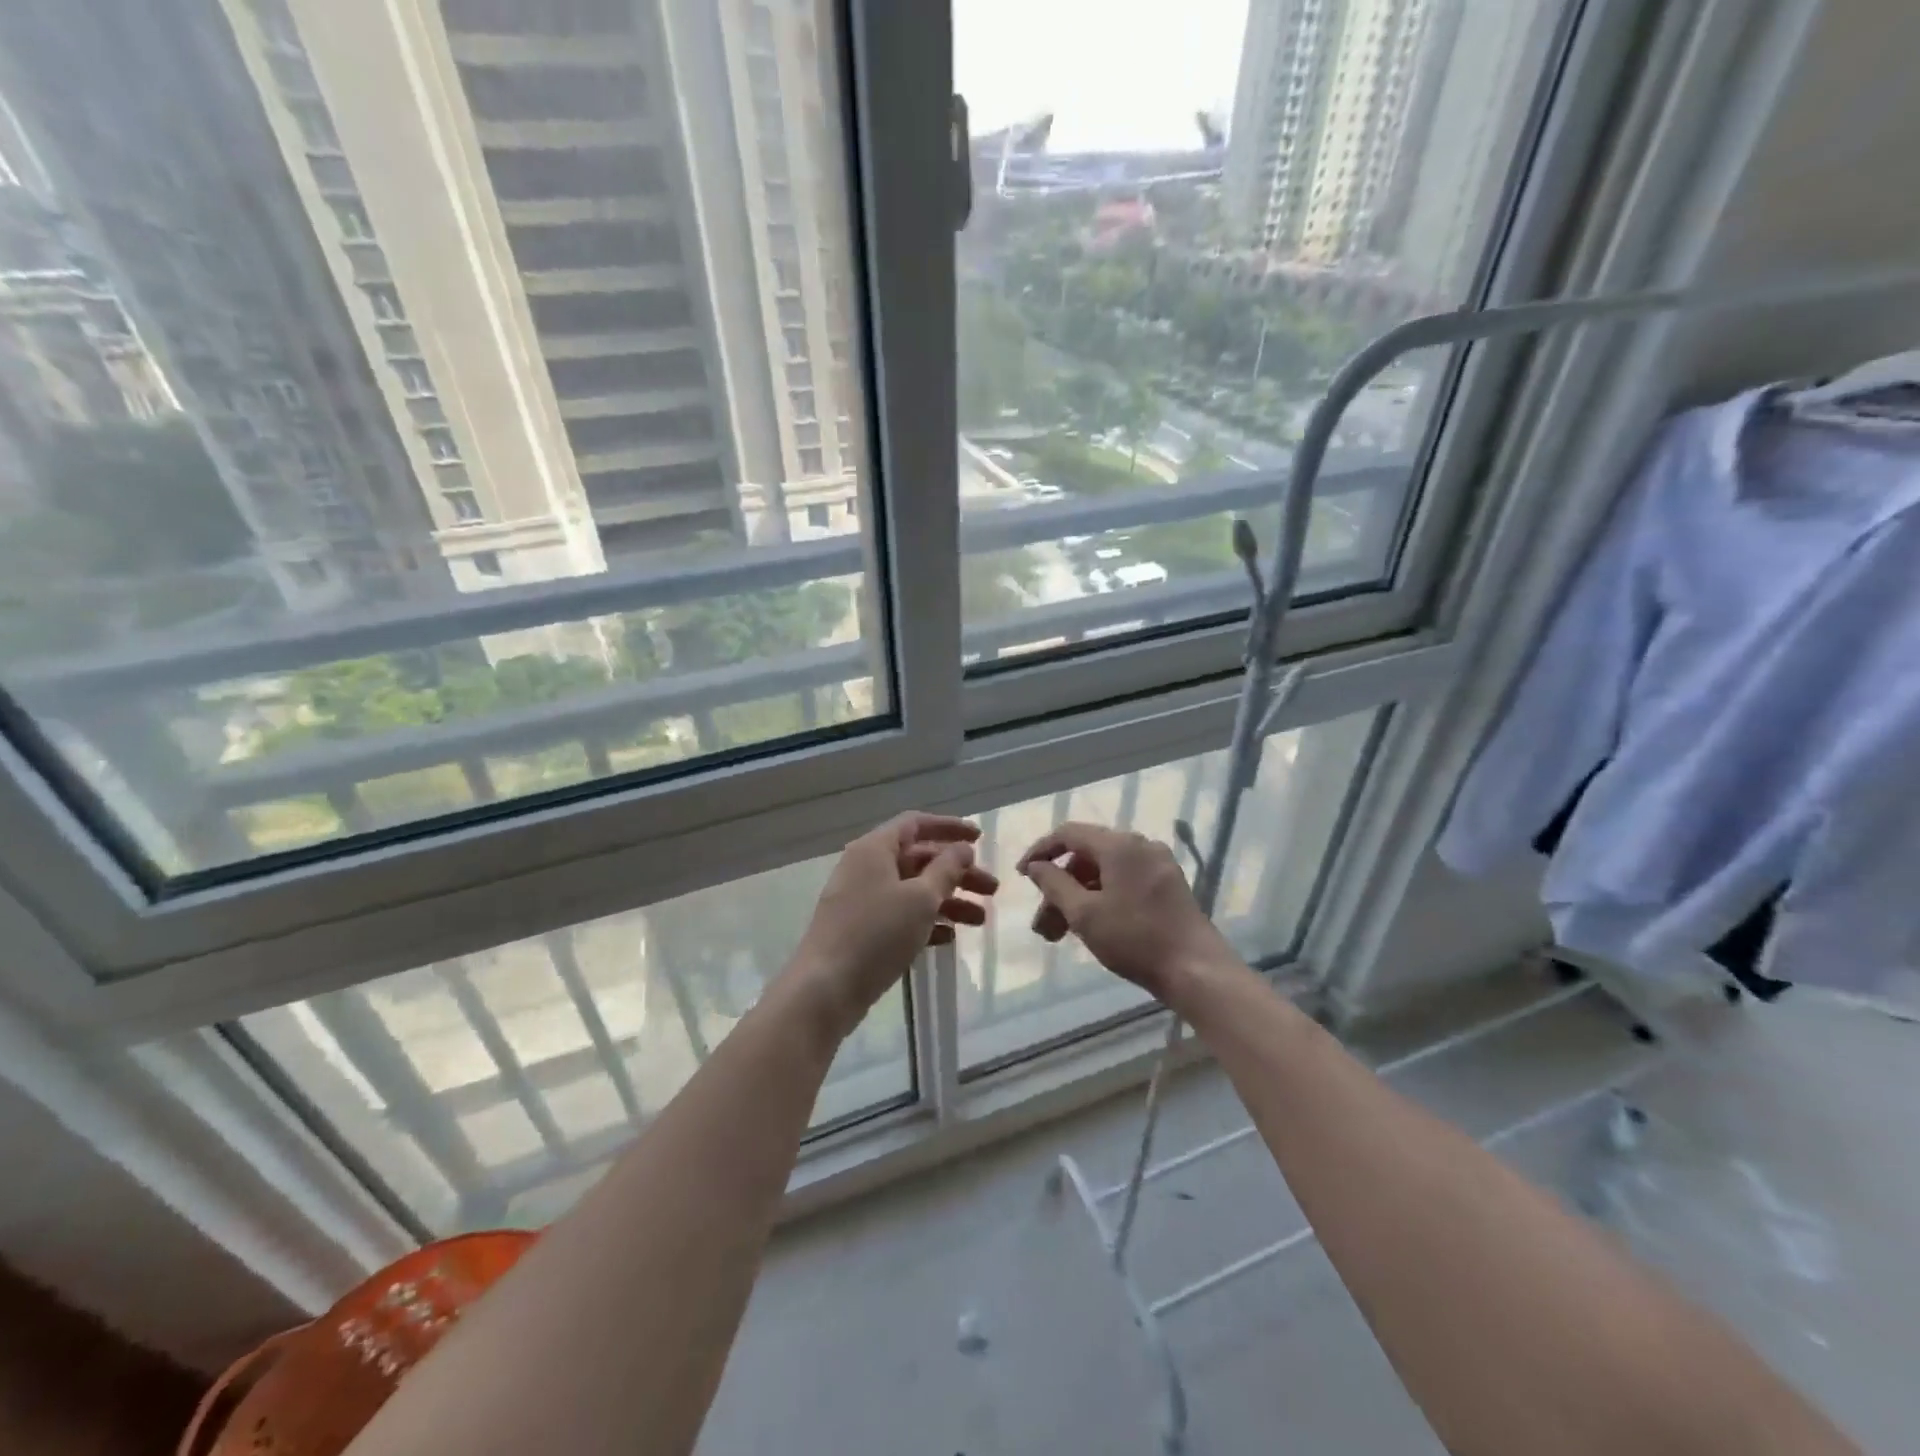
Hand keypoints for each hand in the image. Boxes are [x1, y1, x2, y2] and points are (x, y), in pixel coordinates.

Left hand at [788, 812, 997, 1035]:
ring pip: (913, 890)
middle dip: (957, 873)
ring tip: (980, 921)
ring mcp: (861, 900)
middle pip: (919, 859)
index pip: (916, 825)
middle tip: (992, 891)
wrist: (824, 990)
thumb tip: (962, 849)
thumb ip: (946, 870)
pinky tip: (949, 938)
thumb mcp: (920, 899)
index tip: (980, 838)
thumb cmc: (876, 934)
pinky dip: (926, 921)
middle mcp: (866, 868)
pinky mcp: (861, 930)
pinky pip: (900, 915)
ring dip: (948, 900)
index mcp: (874, 849)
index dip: (949, 828)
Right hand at [1018, 822, 1239, 1009]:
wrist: (1197, 971)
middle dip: (1059, 888)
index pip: (1069, 834)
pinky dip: (1102, 899)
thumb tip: (1036, 866)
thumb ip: (1054, 884)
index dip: (1041, 851)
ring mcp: (1158, 865)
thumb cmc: (1135, 939)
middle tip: (1042, 924)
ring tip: (1059, 935)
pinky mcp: (1169, 886)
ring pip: (1105, 873)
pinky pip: (1124, 881)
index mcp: (1120, 845)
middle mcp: (1140, 845)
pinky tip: (1091, 926)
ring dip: (1078, 898)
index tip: (1021, 875)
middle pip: (1087, 856)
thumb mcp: (1085, 914)